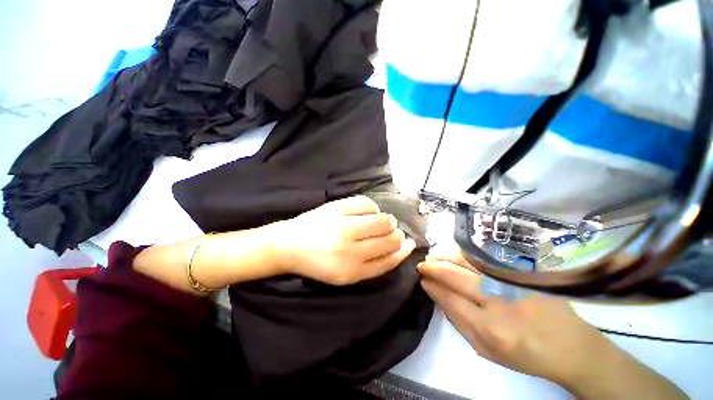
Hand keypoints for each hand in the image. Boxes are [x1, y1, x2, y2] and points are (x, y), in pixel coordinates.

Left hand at [274, 196, 416, 285]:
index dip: (402, 251)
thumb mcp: (347, 274)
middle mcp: (351, 250)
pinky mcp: (337, 208)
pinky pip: (368, 204)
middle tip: (390, 232)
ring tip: (379, 222)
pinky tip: (367, 212)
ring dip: (387, 221)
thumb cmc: (319, 263)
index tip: (408, 243)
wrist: (289, 245)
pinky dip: (372, 208)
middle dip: (396, 235)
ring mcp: (344, 226)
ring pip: (384, 220)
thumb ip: (374, 264)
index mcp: (353, 271)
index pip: (389, 260)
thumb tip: (403, 246)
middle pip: (390, 239)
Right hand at [418, 253, 686, 398]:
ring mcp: (511, 281)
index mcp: (490, 328)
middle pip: (455, 275)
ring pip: (467, 261)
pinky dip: (463, 253)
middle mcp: (499, 300)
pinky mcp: (521, 271)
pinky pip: (483, 257)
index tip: (422, 278)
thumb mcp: (485, 349)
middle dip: (434, 267)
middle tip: (422, 264)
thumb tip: (435, 292)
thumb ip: (457, 319)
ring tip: (434, 256)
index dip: (432, 285)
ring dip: (445, 256)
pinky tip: (454, 253)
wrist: (571, 346)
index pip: (449, 297)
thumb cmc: (524, 353)